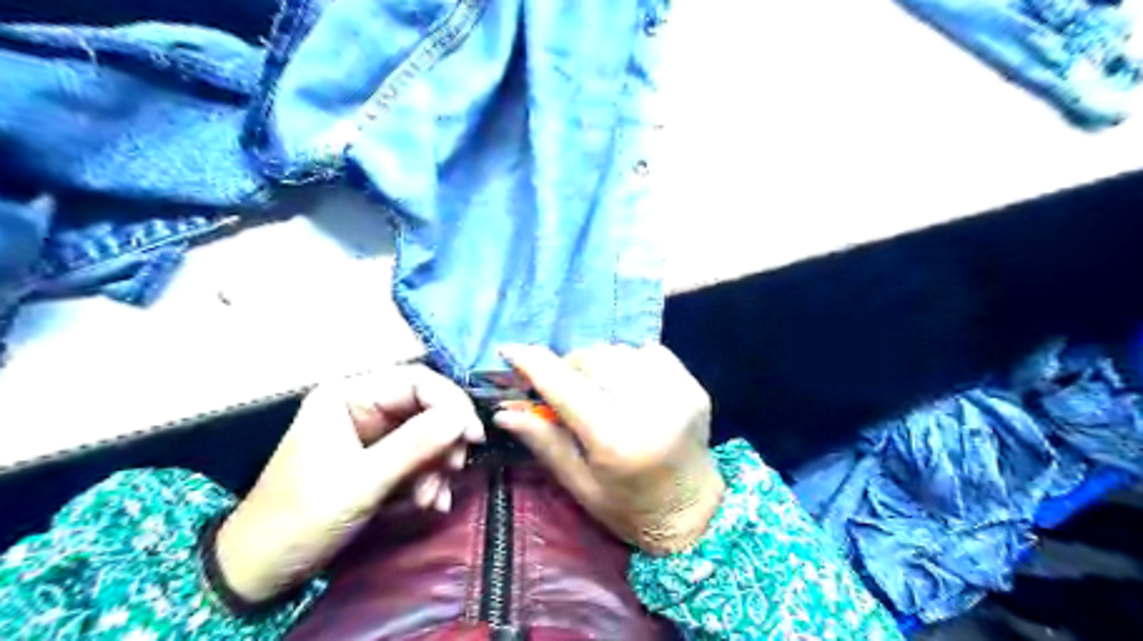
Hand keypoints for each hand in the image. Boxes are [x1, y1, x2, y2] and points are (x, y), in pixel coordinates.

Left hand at [214, 365, 480, 600]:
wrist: (262, 571)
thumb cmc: (300, 518)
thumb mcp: (361, 481)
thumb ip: (415, 445)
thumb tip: (463, 417)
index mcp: (348, 395)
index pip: (416, 381)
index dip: (450, 403)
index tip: (473, 436)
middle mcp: (362, 406)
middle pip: (426, 407)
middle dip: (444, 441)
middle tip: (455, 470)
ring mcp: (372, 433)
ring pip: (427, 434)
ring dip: (438, 466)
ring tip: (431, 499)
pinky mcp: (379, 459)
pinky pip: (419, 457)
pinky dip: (430, 479)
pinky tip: (429, 503)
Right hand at [493, 346, 721, 556]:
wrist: (693, 511)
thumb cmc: (628, 506)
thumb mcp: (579, 484)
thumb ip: (544, 442)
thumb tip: (503, 411)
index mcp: (614, 440)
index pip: (564, 386)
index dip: (533, 363)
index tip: (510, 350)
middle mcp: (647, 409)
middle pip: (590, 358)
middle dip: (569, 368)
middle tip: (567, 389)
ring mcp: (675, 393)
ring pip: (617, 350)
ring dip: (600, 365)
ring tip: (603, 391)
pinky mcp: (692, 386)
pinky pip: (648, 352)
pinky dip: (631, 362)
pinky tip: (632, 387)